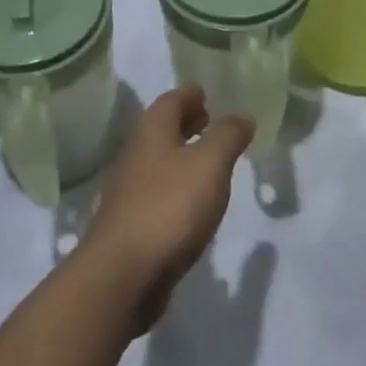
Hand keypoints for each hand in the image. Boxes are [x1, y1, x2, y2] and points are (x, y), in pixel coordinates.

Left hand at [82, 86, 252, 333]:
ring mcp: (130, 191)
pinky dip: (176, 186)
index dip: (189, 95)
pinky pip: (157, 192)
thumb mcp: (210, 163)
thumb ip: (228, 136)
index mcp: (151, 132)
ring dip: (181, 155)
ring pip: (158, 161)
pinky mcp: (132, 224)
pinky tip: (192, 203)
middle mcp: (136, 155)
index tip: (205, 93)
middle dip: (184, 122)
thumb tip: (242, 115)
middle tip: (208, 120)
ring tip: (208, 161)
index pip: (170, 101)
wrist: (123, 273)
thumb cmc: (170, 206)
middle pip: (161, 129)